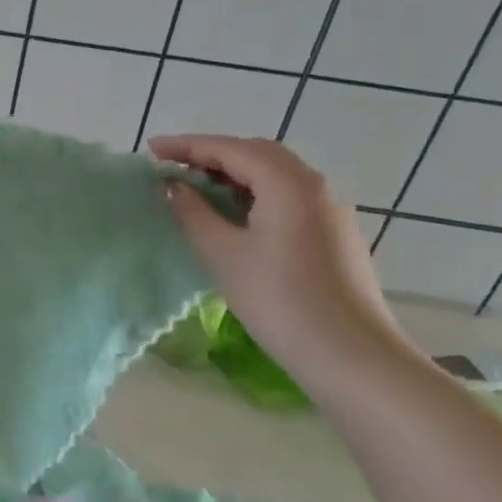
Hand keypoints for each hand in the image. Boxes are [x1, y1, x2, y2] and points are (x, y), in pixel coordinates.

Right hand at [150, 135, 406, 374]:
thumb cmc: (279, 300)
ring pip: (275, 175)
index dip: (187, 146)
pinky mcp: (334, 233)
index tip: (151, 149)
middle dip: (211, 155)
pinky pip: (288, 197)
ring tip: (196, 189)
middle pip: (257, 154)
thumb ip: (193, 212)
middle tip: (172, 167)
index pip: (230, 149)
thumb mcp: (223, 253)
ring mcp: (330, 209)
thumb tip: (174, 187)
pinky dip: (255, 193)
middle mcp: (315, 185)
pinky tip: (234, 215)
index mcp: (288, 183)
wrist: (350, 355)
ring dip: (234, 174)